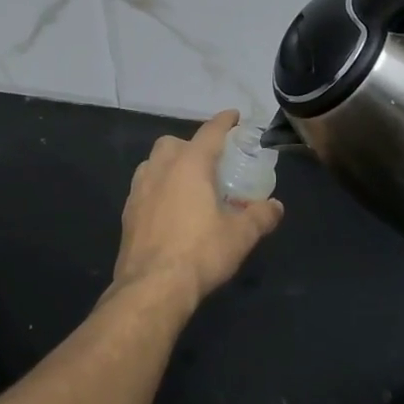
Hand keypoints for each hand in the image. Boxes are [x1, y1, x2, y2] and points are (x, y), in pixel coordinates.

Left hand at [114, 110, 284, 311]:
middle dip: (191, 146)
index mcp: (189, 165)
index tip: (234, 116)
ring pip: (153, 163)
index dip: (224, 122)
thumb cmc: (199, 253)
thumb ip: (260, 216)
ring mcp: (139, 191)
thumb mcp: (240, 236)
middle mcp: (160, 169)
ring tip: (188, 186)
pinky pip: (144, 188)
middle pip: (174, 143)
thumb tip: (276, 206)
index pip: (209, 132)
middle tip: (210, 164)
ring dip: (170, 166)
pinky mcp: (127, 213)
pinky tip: (169, 210)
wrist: (151, 288)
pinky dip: (158, 189)